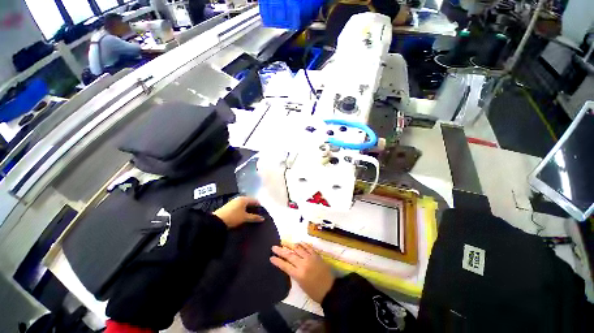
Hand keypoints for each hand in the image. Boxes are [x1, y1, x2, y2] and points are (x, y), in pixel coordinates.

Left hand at [213, 196, 264, 228]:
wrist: (216, 221)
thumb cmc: (233, 217)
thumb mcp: (245, 218)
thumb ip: (254, 217)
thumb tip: (262, 218)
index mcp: (244, 199)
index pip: (255, 200)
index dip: (259, 205)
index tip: (263, 211)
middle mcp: (239, 198)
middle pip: (249, 202)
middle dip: (254, 207)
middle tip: (258, 214)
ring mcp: (233, 202)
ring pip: (244, 204)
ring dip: (248, 209)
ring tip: (251, 215)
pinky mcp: (229, 206)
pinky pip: (239, 206)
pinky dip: (243, 210)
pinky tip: (244, 215)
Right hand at [270, 243, 334, 303]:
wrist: (330, 289)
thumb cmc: (315, 292)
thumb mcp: (301, 285)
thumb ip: (295, 274)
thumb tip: (290, 265)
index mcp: (299, 274)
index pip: (285, 266)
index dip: (277, 261)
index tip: (271, 257)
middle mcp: (303, 264)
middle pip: (290, 255)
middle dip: (281, 251)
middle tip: (274, 247)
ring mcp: (310, 258)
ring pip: (298, 249)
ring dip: (290, 245)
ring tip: (284, 242)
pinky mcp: (316, 255)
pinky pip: (308, 247)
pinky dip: (303, 244)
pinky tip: (298, 242)